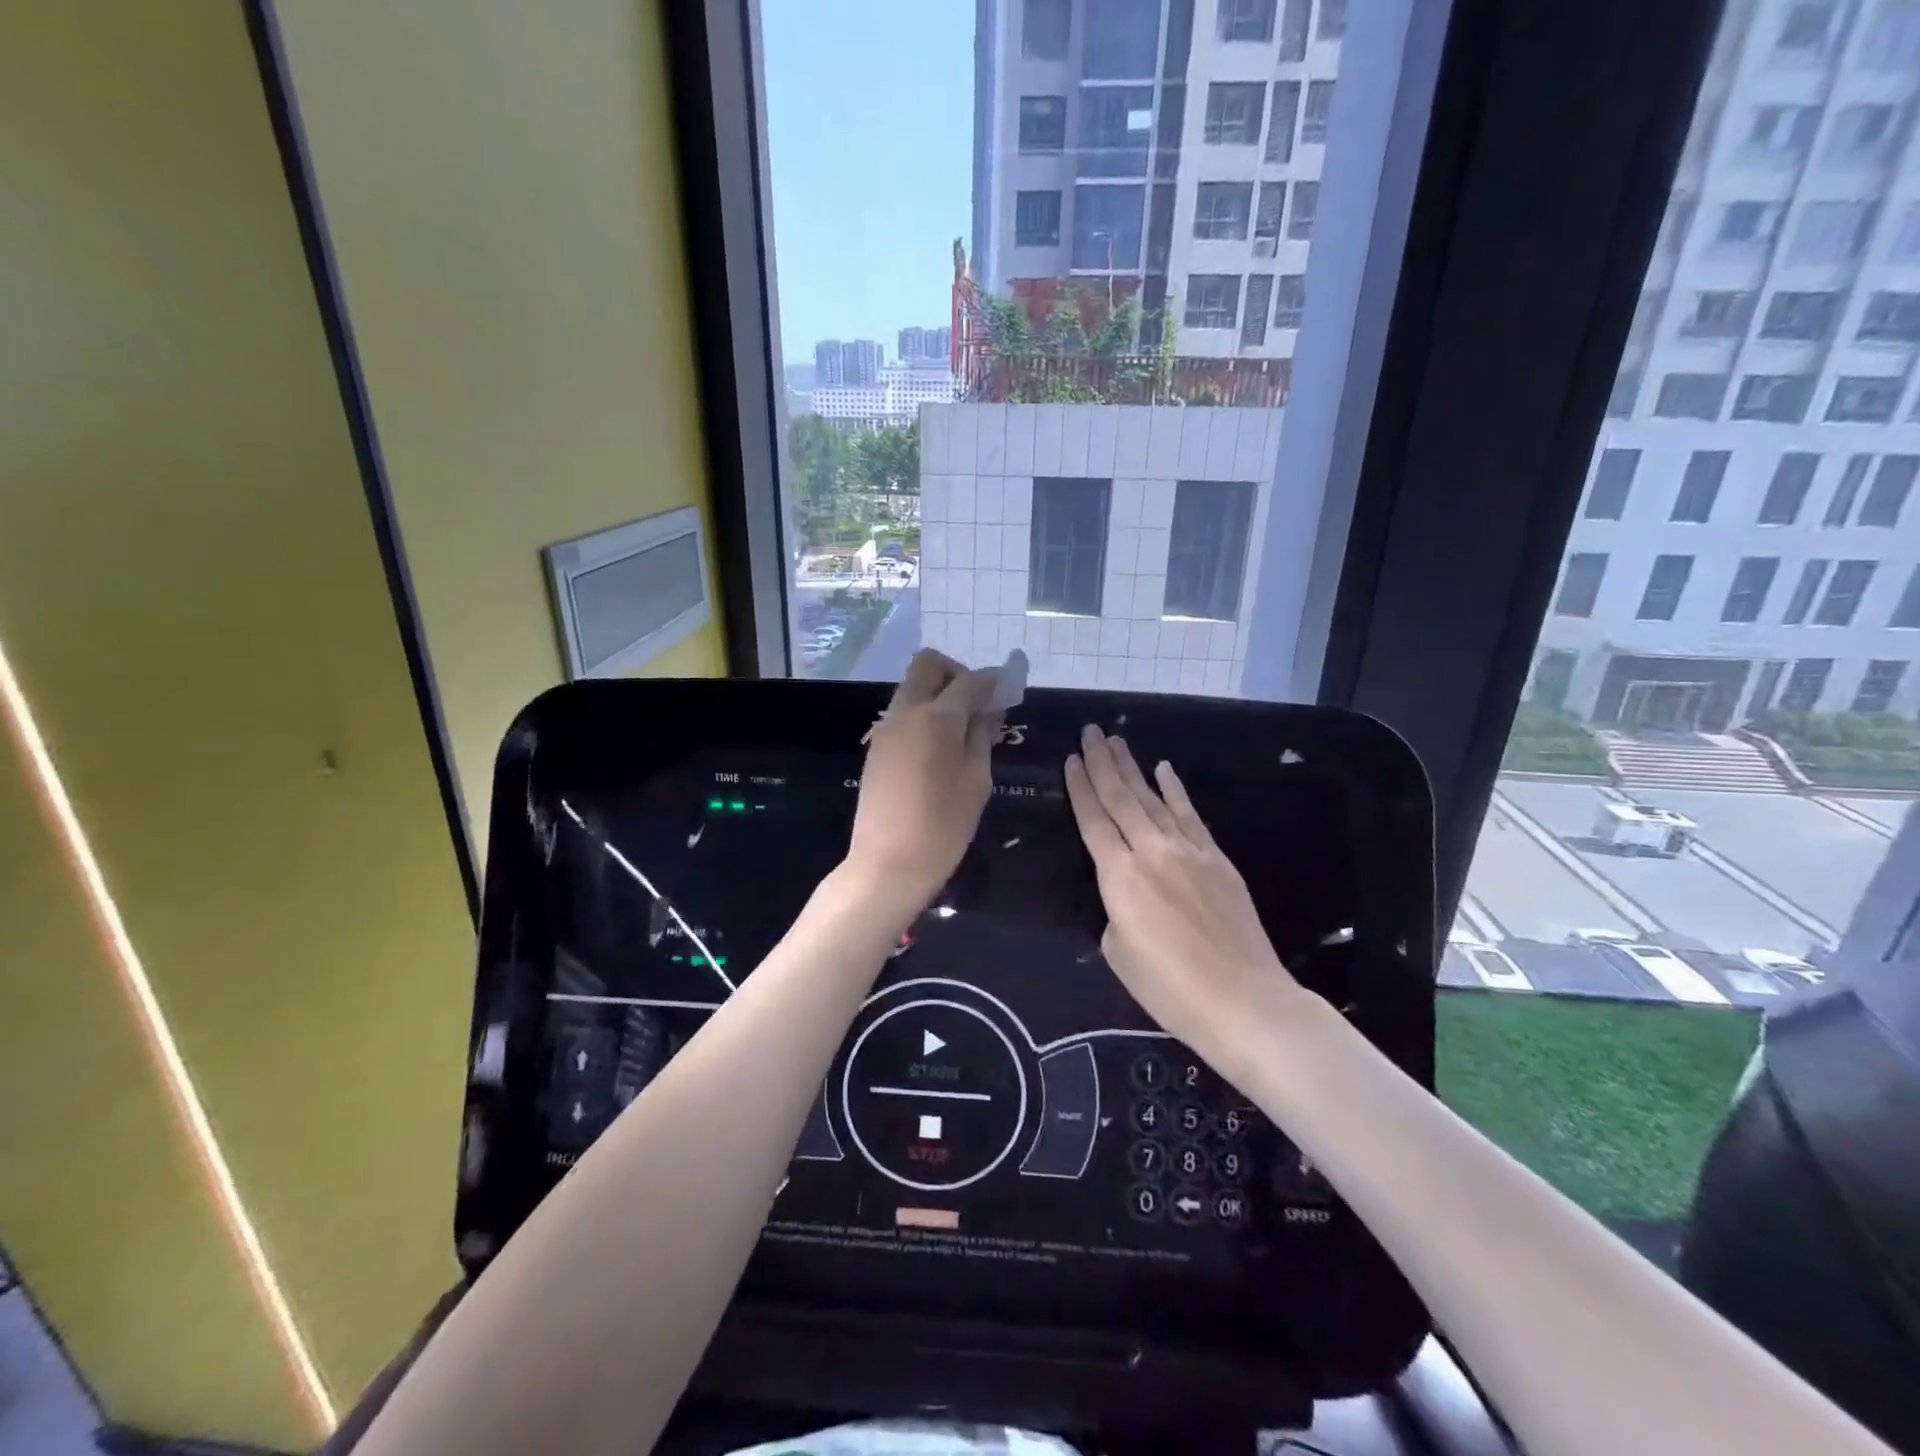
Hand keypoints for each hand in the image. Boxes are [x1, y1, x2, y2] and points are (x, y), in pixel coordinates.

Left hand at [846, 650, 1000, 905]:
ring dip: (939, 694)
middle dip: (957, 674)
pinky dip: (924, 715)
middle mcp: (906, 712)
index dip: (992, 681)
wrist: (887, 864)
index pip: (969, 681)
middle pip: (928, 665)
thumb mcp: (977, 782)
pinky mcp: (876, 748)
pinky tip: (940, 748)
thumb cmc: (943, 827)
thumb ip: (982, 738)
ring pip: (912, 688)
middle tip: (977, 705)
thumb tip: (988, 711)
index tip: (1008, 690)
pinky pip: (903, 714)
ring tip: (963, 731)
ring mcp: (886, 729)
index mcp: (936, 718)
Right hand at [1064, 725, 1303, 1058]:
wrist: (1243, 1001)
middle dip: (1102, 763)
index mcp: (1119, 877)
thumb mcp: (1118, 952)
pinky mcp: (1217, 858)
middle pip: (1121, 798)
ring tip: (1117, 741)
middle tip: (1090, 732)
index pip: (1093, 820)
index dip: (1079, 788)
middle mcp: (1151, 852)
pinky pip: (1189, 814)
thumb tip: (1126, 891)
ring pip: (1153, 799)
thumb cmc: (1170, 988)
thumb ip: (1115, 909)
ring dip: (1133, 768)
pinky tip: (1164, 769)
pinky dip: (1174, 789)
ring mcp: (1188, 851)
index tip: (1071, 759)